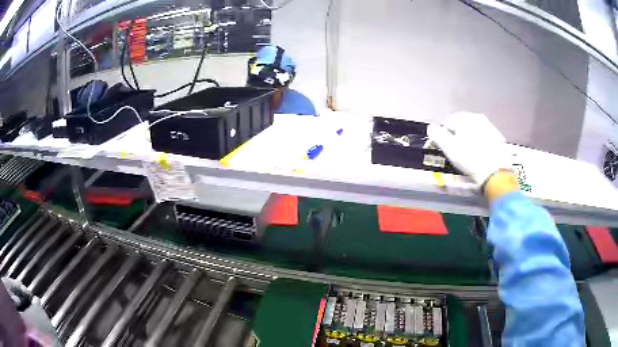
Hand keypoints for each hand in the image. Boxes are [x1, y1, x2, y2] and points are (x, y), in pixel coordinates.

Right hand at [427, 113, 516, 198]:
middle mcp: (478, 117)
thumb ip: (438, 135)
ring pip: (475, 130)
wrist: (495, 172)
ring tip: (470, 154)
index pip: (448, 122)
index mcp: (465, 118)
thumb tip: (431, 128)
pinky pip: (485, 137)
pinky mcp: (498, 138)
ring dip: (470, 139)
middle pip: (463, 125)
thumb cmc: (469, 159)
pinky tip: (481, 155)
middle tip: (458, 152)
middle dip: (458, 135)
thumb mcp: (449, 148)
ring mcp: (490, 127)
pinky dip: (480, 143)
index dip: (445, 136)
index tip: (447, 149)